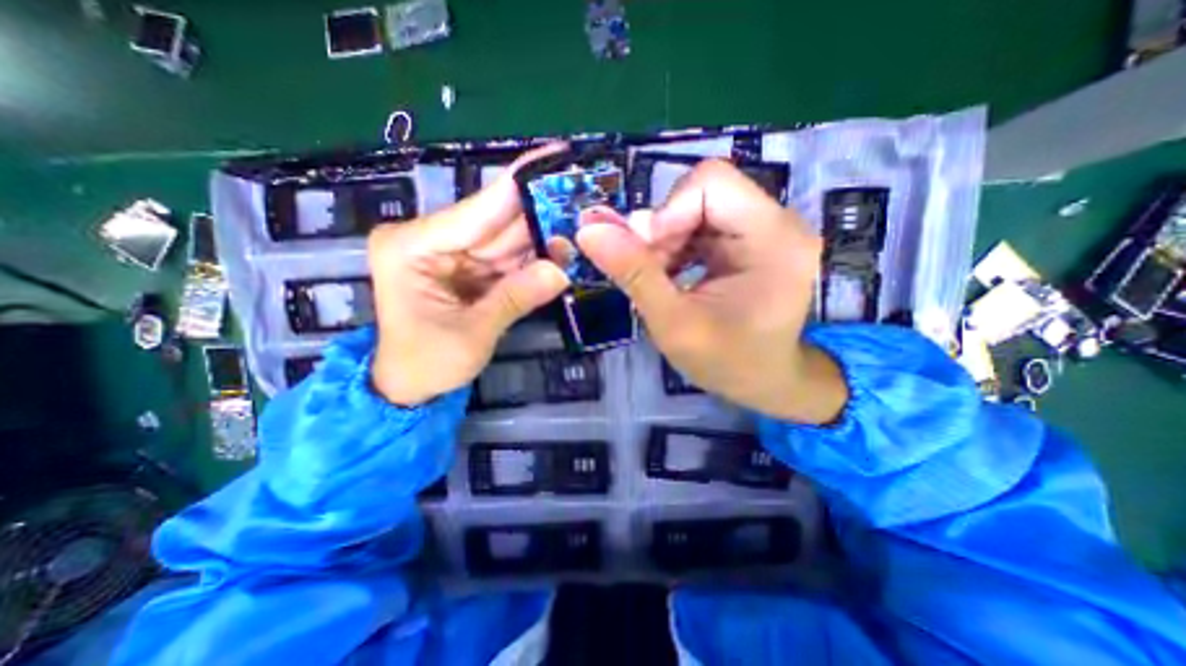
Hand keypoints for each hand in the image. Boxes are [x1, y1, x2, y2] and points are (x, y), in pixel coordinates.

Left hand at [372, 145, 570, 404]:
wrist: (410, 387)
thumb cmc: (426, 363)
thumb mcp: (472, 334)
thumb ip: (515, 298)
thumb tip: (560, 271)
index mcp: (412, 246)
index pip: (476, 212)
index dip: (517, 188)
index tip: (553, 158)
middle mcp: (429, 240)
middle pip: (494, 223)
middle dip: (538, 214)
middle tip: (580, 198)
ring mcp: (450, 253)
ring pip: (505, 240)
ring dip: (541, 239)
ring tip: (579, 227)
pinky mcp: (466, 269)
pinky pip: (506, 259)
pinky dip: (532, 260)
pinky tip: (560, 253)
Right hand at [578, 159, 847, 424]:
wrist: (764, 381)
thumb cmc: (726, 361)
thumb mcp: (673, 323)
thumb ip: (633, 274)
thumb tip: (588, 229)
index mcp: (774, 238)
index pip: (712, 183)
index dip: (668, 212)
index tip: (646, 255)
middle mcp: (778, 222)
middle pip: (702, 191)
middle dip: (664, 230)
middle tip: (648, 271)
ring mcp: (767, 228)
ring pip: (697, 206)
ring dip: (666, 239)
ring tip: (659, 277)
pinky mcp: (752, 238)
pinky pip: (702, 222)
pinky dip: (677, 244)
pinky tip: (671, 273)